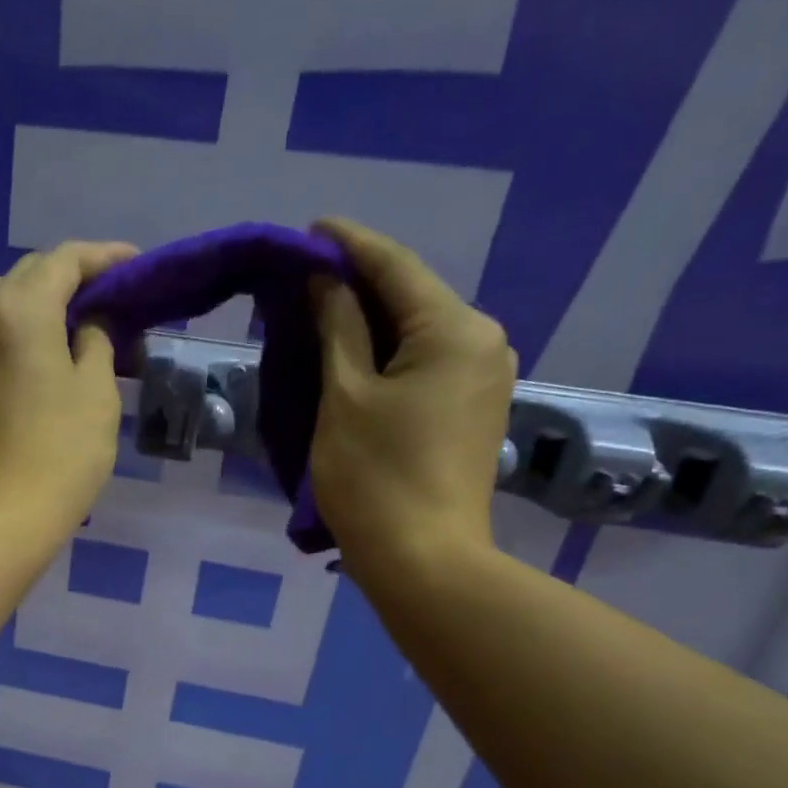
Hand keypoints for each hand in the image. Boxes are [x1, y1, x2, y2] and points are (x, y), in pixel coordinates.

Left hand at [0, 240, 137, 540]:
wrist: (1, 518)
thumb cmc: (61, 455)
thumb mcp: (97, 393)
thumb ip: (96, 343)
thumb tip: (87, 324)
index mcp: (19, 310)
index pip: (63, 261)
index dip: (103, 257)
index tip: (135, 264)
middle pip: (25, 272)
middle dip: (67, 274)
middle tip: (105, 296)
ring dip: (25, 293)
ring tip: (59, 321)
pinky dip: (6, 323)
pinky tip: (32, 350)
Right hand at [307, 217, 515, 593]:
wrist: (424, 559)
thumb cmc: (375, 477)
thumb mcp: (344, 396)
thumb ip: (336, 327)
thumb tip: (325, 278)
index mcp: (454, 329)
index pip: (394, 266)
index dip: (347, 243)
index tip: (308, 228)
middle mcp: (483, 341)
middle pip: (412, 295)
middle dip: (358, 282)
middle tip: (303, 277)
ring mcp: (484, 377)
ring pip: (419, 330)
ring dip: (370, 320)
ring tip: (320, 314)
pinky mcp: (474, 409)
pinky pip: (427, 361)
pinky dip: (388, 352)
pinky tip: (354, 355)